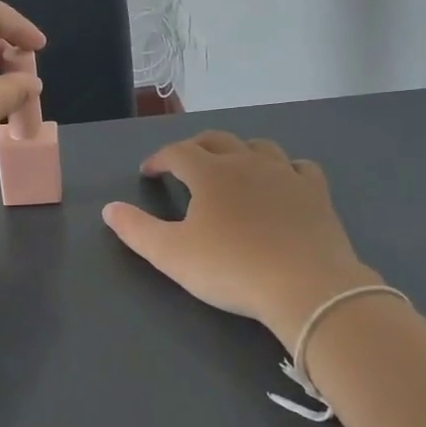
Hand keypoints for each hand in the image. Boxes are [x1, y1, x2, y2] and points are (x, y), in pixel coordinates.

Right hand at [103, 132, 379, 345]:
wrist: (306, 286)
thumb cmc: (231, 268)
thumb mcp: (171, 255)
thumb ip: (136, 230)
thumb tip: (109, 208)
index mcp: (210, 173)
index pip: (177, 152)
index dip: (159, 159)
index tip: (148, 173)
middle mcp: (247, 162)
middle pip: (217, 140)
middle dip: (195, 147)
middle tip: (184, 163)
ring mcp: (285, 174)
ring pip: (259, 146)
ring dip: (240, 151)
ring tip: (232, 167)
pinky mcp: (316, 192)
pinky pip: (299, 167)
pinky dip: (284, 169)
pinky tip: (282, 182)